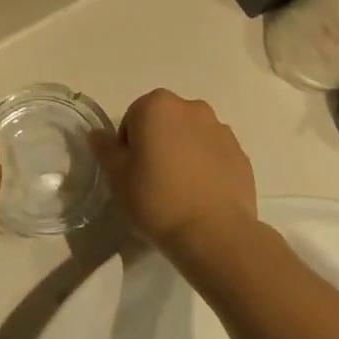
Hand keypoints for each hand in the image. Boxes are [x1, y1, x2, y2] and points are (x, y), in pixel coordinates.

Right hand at [93, 90, 257, 266]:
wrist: (214, 233)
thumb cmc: (157, 199)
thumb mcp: (117, 176)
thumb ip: (104, 149)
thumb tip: (98, 134)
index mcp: (158, 105)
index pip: (132, 119)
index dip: (127, 146)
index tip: (131, 173)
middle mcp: (191, 107)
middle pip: (163, 122)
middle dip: (157, 144)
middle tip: (152, 181)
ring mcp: (220, 129)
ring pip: (190, 136)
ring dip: (182, 153)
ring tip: (179, 191)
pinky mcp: (240, 154)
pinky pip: (213, 154)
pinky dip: (205, 166)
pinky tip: (200, 196)